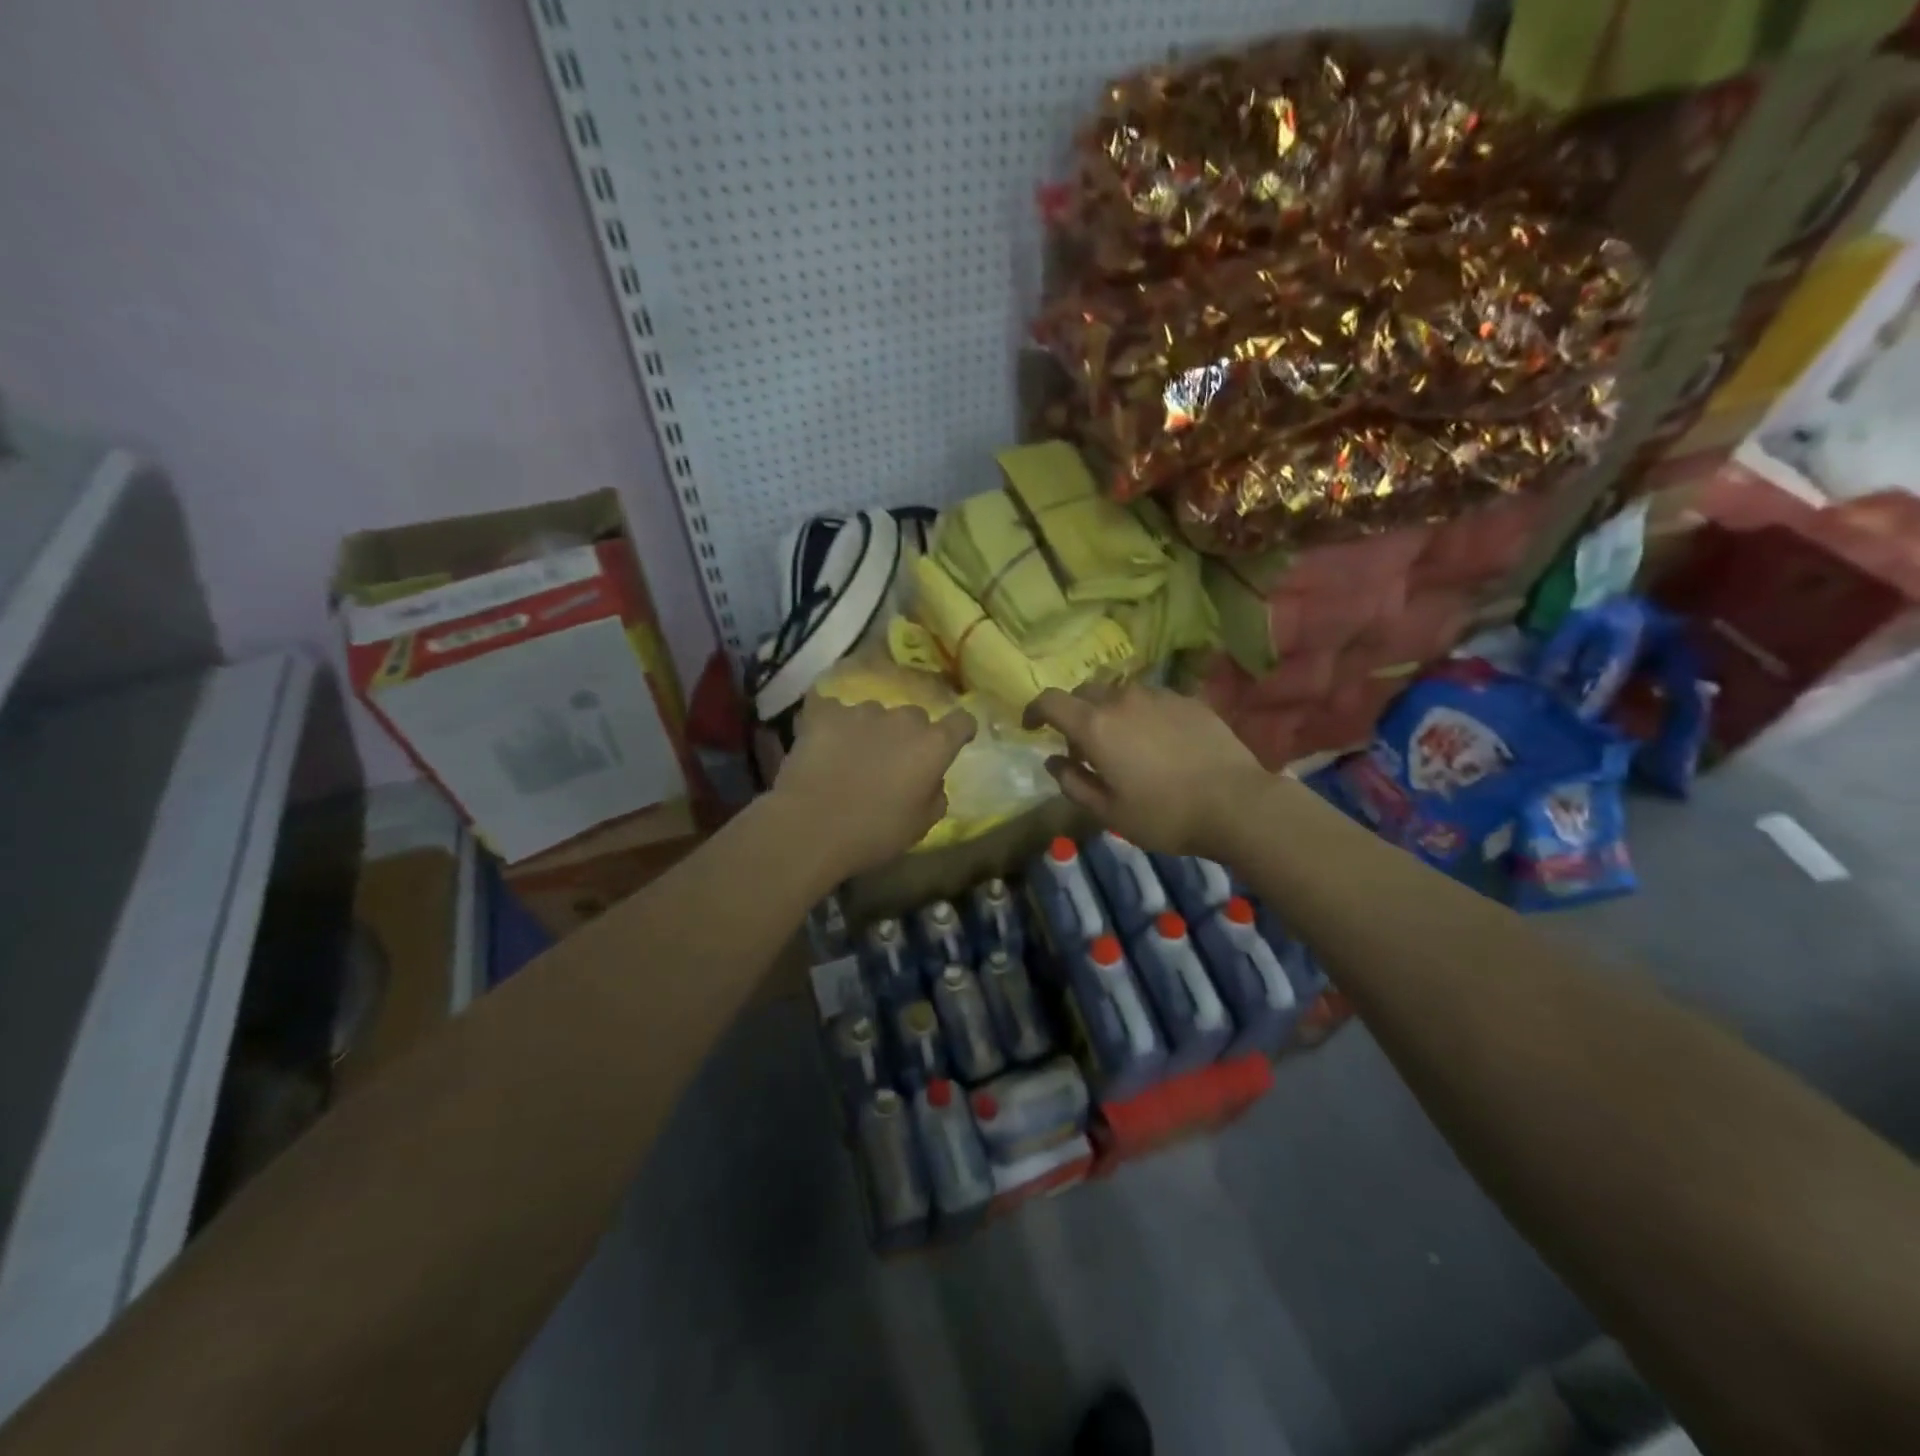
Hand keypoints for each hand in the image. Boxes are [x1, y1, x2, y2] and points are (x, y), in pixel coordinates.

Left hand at [773, 696, 975, 876]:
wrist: (810, 827)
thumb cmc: (873, 834)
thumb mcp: (920, 826)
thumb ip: (935, 795)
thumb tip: (931, 780)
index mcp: (933, 746)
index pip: (961, 721)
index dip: (960, 730)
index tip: (954, 741)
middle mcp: (903, 719)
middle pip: (915, 717)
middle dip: (909, 735)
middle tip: (893, 762)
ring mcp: (862, 712)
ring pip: (875, 714)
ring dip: (871, 731)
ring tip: (852, 757)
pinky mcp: (825, 713)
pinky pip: (833, 711)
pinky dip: (832, 723)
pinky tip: (822, 742)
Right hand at [1025, 682, 1269, 858]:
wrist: (1237, 803)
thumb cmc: (1164, 815)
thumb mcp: (1108, 812)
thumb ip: (1073, 783)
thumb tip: (1053, 761)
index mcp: (1095, 726)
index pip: (1050, 701)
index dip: (1034, 710)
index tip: (1031, 727)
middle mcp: (1122, 700)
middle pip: (1084, 691)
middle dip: (1073, 713)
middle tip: (1082, 747)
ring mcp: (1159, 696)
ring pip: (1119, 693)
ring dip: (1109, 712)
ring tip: (1123, 744)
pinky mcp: (1188, 700)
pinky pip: (1152, 699)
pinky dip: (1141, 714)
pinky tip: (1158, 742)